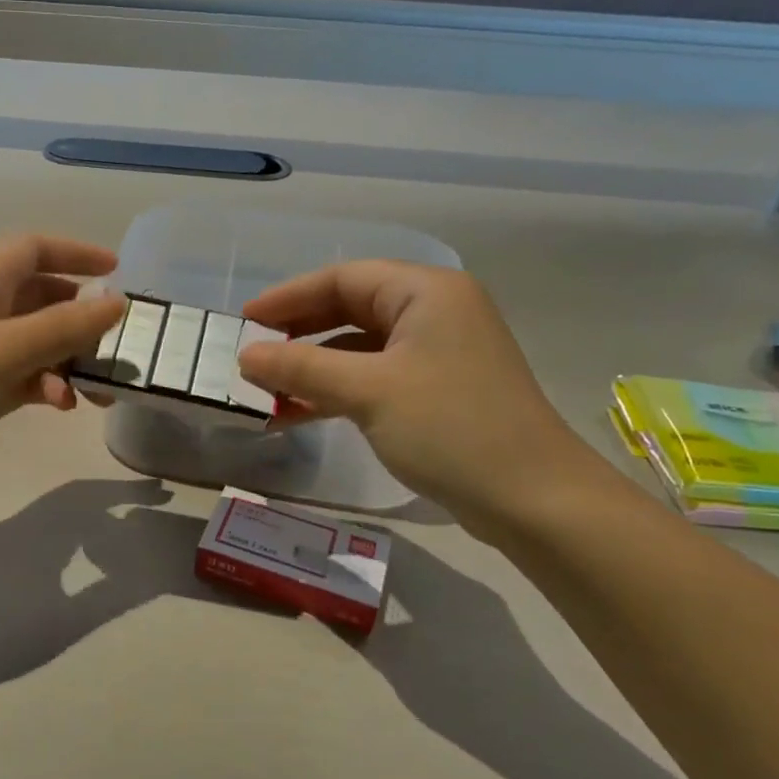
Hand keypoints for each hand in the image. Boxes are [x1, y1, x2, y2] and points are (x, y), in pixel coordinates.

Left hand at [0, 234, 123, 504]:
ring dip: (70, 360)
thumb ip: (62, 327)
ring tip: (98, 392)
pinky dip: (47, 385)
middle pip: (45, 297)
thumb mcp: (0, 351)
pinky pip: (25, 375)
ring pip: (39, 342)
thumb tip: (116, 301)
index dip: (77, 253)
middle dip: (82, 319)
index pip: (35, 248)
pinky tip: (61, 405)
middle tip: (118, 347)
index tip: (118, 272)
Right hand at [236, 262, 608, 534]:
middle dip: (298, 334)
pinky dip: (336, 392)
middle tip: (252, 353)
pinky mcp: (438, 391)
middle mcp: (435, 312)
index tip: (244, 319)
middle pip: (350, 309)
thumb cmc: (450, 428)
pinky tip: (298, 413)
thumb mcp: (368, 392)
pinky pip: (374, 378)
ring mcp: (438, 353)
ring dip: (312, 369)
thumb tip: (245, 356)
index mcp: (426, 292)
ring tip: (265, 392)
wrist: (534, 500)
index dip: (288, 297)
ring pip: (359, 349)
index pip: (342, 278)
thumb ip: (300, 368)